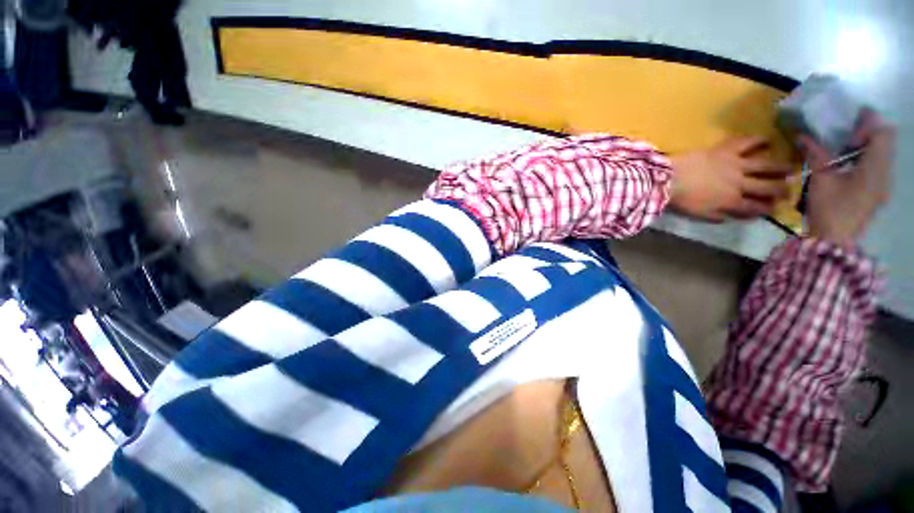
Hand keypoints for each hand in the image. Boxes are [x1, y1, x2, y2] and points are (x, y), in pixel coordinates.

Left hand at [669, 138, 794, 221]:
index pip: (754, 207)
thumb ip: (716, 216)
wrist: (669, 179)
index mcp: (731, 201)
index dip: (766, 208)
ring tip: (792, 167)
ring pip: (765, 165)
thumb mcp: (699, 214)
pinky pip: (747, 143)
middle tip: (790, 189)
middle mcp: (740, 183)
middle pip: (766, 187)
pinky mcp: (727, 150)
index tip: (774, 208)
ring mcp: (735, 165)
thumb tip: (729, 218)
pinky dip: (758, 140)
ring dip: (780, 167)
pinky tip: (769, 139)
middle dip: (781, 189)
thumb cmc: (682, 199)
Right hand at [800, 109, 894, 246]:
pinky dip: (867, 157)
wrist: (834, 240)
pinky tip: (849, 165)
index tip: (848, 130)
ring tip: (845, 149)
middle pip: (887, 140)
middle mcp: (886, 172)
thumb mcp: (820, 179)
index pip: (883, 132)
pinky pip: (879, 165)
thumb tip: (804, 135)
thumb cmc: (829, 208)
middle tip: (846, 134)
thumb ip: (816, 154)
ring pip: (884, 152)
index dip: (867, 124)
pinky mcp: (878, 191)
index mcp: (876, 167)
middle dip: (869, 131)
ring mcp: (884, 183)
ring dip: (868, 145)